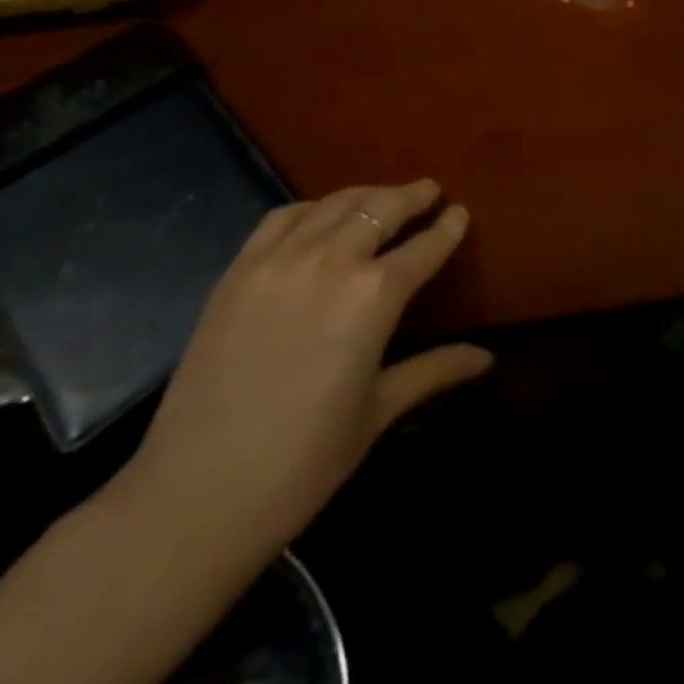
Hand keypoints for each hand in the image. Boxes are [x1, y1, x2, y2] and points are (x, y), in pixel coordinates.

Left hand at [114, 181, 490, 573]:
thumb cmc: (303, 462)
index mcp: (374, 296)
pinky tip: (321, 215)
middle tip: (429, 190)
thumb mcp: (378, 412)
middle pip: (382, 208)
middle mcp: (332, 261)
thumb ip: (434, 370)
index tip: (460, 212)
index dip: (448, 227)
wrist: (196, 493)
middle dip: (412, 195)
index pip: (425, 246)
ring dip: (367, 194)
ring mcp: (280, 259)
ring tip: (383, 197)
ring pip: (335, 203)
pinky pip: (283, 217)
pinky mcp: (239, 268)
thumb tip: (486, 358)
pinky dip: (312, 207)